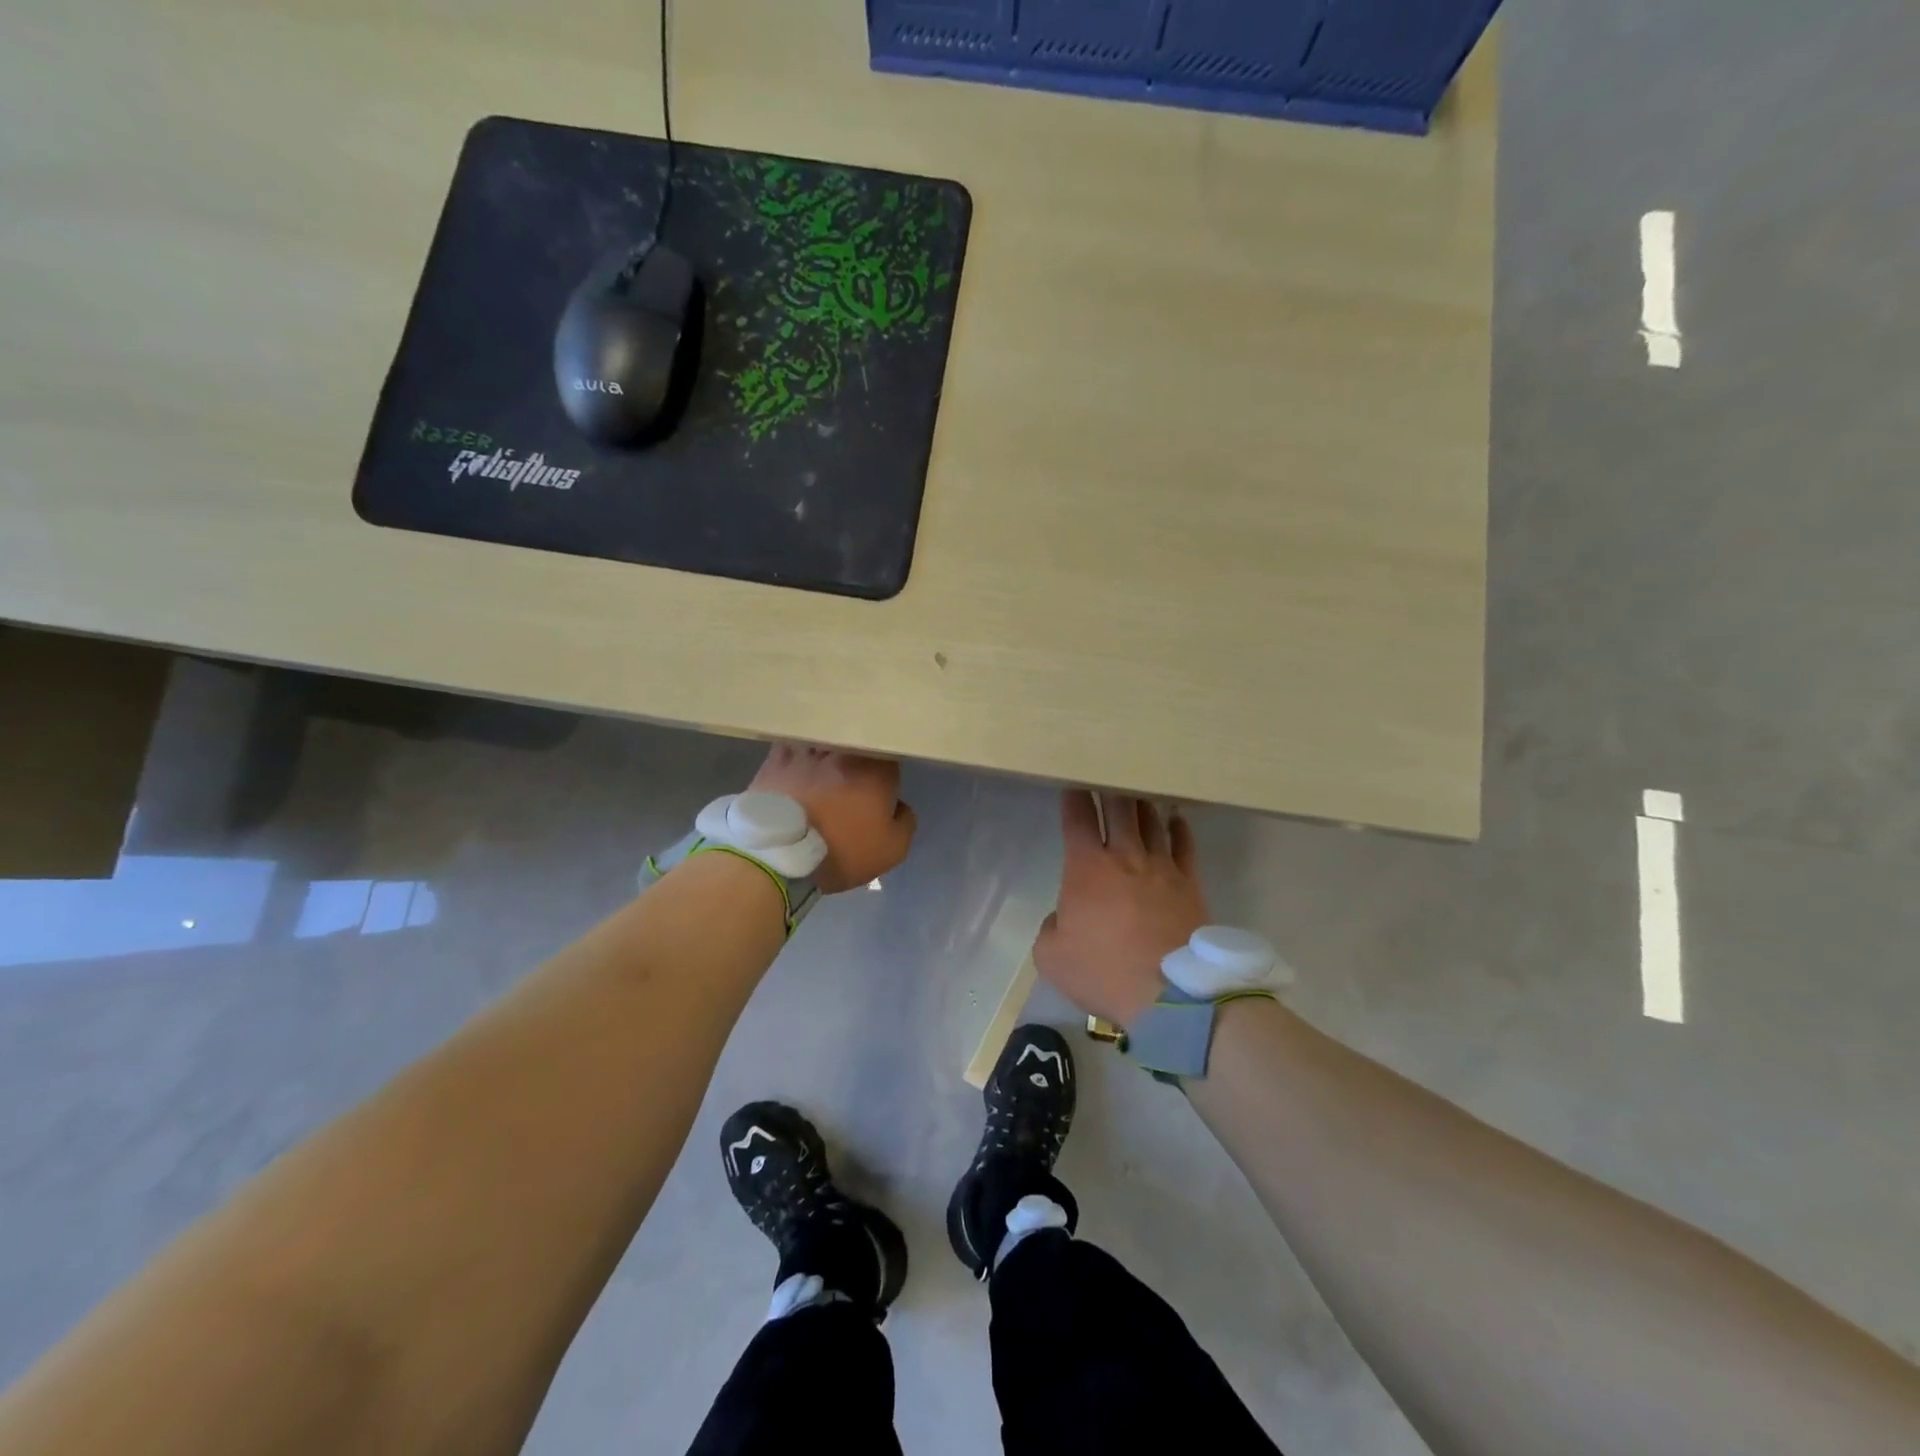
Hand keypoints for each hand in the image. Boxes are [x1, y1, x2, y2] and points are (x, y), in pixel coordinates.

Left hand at [749, 745, 916, 894]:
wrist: (779, 855)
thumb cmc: (842, 851)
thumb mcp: (891, 850)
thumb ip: (905, 822)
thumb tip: (899, 806)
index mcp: (877, 769)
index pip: (891, 754)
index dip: (887, 770)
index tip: (883, 786)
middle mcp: (844, 751)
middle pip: (857, 744)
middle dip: (857, 760)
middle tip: (852, 782)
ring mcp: (809, 751)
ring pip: (824, 743)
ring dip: (826, 755)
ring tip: (821, 774)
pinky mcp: (776, 759)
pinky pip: (791, 748)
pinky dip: (795, 756)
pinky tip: (794, 769)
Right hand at [1034, 791, 1208, 1025]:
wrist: (1169, 995)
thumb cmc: (1103, 972)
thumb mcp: (1052, 957)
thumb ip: (1051, 927)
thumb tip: (1064, 916)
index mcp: (1087, 868)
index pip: (1078, 819)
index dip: (1074, 798)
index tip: (1072, 784)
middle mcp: (1125, 856)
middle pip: (1119, 808)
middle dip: (1110, 788)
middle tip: (1107, 776)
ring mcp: (1162, 867)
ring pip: (1152, 821)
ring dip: (1142, 804)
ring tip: (1138, 793)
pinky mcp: (1190, 884)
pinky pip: (1185, 846)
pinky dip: (1179, 828)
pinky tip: (1176, 820)